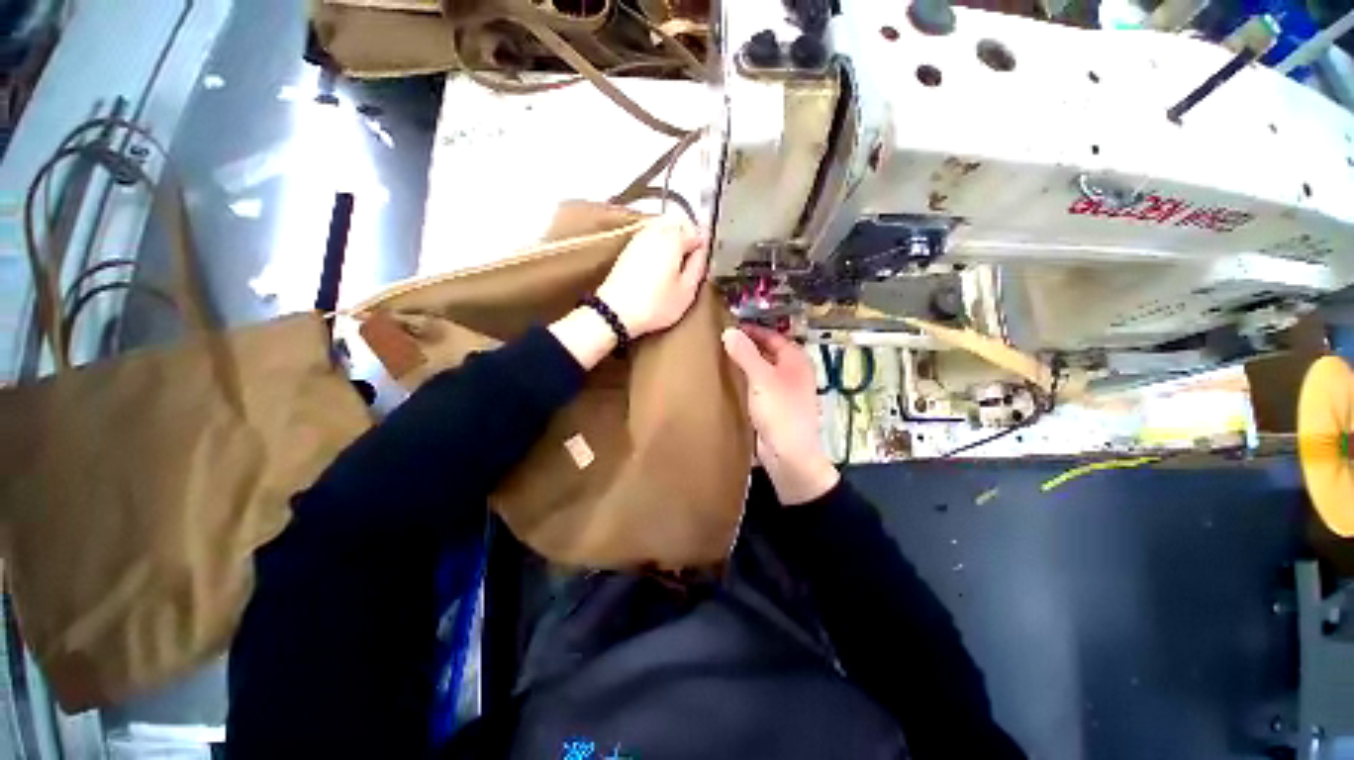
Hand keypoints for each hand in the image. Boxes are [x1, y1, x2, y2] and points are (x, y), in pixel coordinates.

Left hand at [596, 217, 706, 337]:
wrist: (616, 312)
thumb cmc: (654, 304)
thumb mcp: (687, 291)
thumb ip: (699, 265)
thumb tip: (703, 249)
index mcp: (674, 237)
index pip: (698, 232)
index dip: (702, 250)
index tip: (700, 267)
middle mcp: (656, 230)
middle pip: (680, 224)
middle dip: (688, 241)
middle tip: (689, 266)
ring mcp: (640, 237)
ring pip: (664, 229)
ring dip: (673, 243)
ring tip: (674, 269)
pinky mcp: (629, 248)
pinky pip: (651, 238)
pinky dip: (659, 248)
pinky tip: (659, 269)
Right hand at [722, 324, 839, 504]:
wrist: (789, 455)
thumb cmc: (780, 411)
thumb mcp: (761, 379)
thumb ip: (745, 354)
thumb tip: (728, 331)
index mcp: (795, 360)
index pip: (772, 336)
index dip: (752, 329)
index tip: (729, 325)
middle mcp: (791, 372)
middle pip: (766, 352)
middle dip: (746, 345)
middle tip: (720, 340)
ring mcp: (781, 390)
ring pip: (760, 370)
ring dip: (743, 363)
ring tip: (719, 357)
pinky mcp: (771, 406)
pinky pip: (756, 386)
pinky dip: (744, 380)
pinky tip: (727, 380)